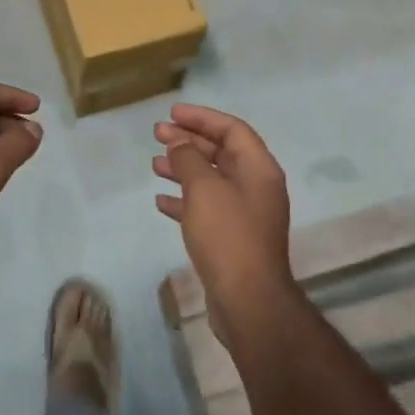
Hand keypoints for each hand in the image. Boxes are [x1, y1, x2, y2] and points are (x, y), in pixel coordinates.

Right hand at [153, 104, 296, 347]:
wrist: (248, 301)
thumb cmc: (228, 236)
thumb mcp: (204, 189)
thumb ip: (189, 159)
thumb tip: (180, 142)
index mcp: (259, 168)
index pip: (232, 129)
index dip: (202, 117)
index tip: (172, 113)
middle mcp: (256, 186)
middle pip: (222, 152)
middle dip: (189, 141)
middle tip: (157, 134)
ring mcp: (245, 214)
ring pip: (212, 180)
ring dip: (184, 168)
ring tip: (155, 163)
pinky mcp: (232, 238)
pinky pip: (206, 208)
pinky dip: (185, 200)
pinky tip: (161, 201)